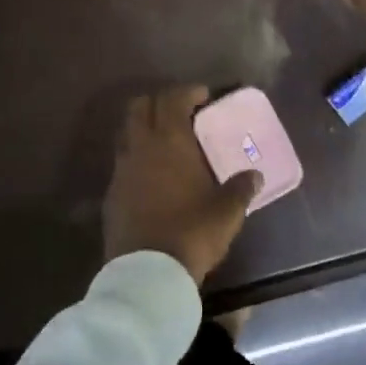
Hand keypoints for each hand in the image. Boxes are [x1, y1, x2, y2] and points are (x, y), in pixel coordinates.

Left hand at [104, 86, 260, 283]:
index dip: (188, 92)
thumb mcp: (227, 211)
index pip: (173, 99)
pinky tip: (152, 176)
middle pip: (140, 107)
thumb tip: (254, 175)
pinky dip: (136, 158)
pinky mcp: (111, 194)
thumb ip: (241, 188)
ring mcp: (121, 170)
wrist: (147, 273)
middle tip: (180, 112)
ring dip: (144, 128)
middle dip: (159, 102)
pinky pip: (122, 162)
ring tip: (165, 142)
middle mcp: (141, 147)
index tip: (203, 96)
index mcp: (170, 141)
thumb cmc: (192, 232)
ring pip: (127, 133)